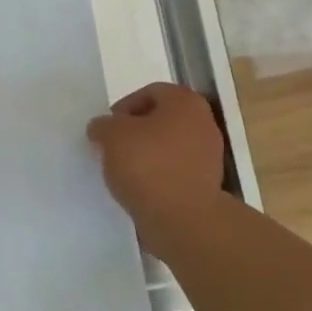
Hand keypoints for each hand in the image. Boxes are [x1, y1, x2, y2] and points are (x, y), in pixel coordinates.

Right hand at [87, 83, 225, 223]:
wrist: (182, 219)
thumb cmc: (148, 165)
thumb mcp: (112, 136)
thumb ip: (103, 125)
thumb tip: (102, 128)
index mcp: (185, 102)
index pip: (150, 92)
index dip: (124, 108)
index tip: (107, 129)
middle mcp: (204, 123)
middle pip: (161, 120)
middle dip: (135, 132)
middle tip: (113, 148)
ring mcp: (209, 156)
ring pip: (169, 147)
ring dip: (146, 156)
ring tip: (124, 172)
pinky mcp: (206, 185)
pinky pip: (175, 172)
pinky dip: (158, 176)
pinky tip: (140, 190)